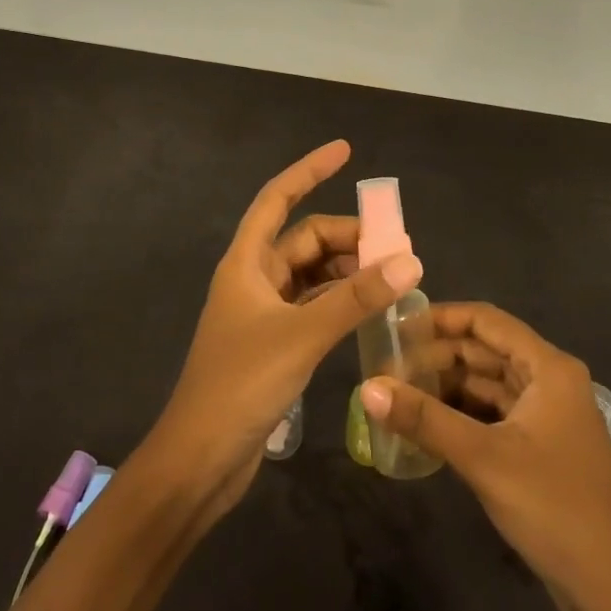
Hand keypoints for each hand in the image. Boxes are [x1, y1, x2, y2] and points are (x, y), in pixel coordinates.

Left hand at [147, 140, 421, 519]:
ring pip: (311, 273)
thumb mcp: (302, 335)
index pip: (278, 198)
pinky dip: (340, 300)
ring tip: (391, 276)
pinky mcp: (274, 342)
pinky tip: (369, 308)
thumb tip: (409, 260)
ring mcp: (263, 311)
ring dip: (348, 270)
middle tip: (397, 247)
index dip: (309, 170)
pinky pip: (313, 304)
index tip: (345, 151)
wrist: (201, 459)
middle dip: (348, 236)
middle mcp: (253, 278)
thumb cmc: (241, 385)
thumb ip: (356, 297)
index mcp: (246, 262)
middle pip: (304, 238)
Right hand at [360, 303, 610, 604]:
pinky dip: (459, 416)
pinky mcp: (538, 448)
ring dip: (445, 388)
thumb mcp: (484, 458)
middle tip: (385, 368)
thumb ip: (425, 419)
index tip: (395, 326)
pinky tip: (424, 427)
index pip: (486, 321)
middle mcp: (549, 381)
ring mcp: (545, 416)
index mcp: (548, 368)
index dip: (441, 318)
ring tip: (396, 394)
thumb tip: (368, 388)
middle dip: (436, 356)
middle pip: (484, 351)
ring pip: (486, 385)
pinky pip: (491, 416)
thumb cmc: (555, 509)